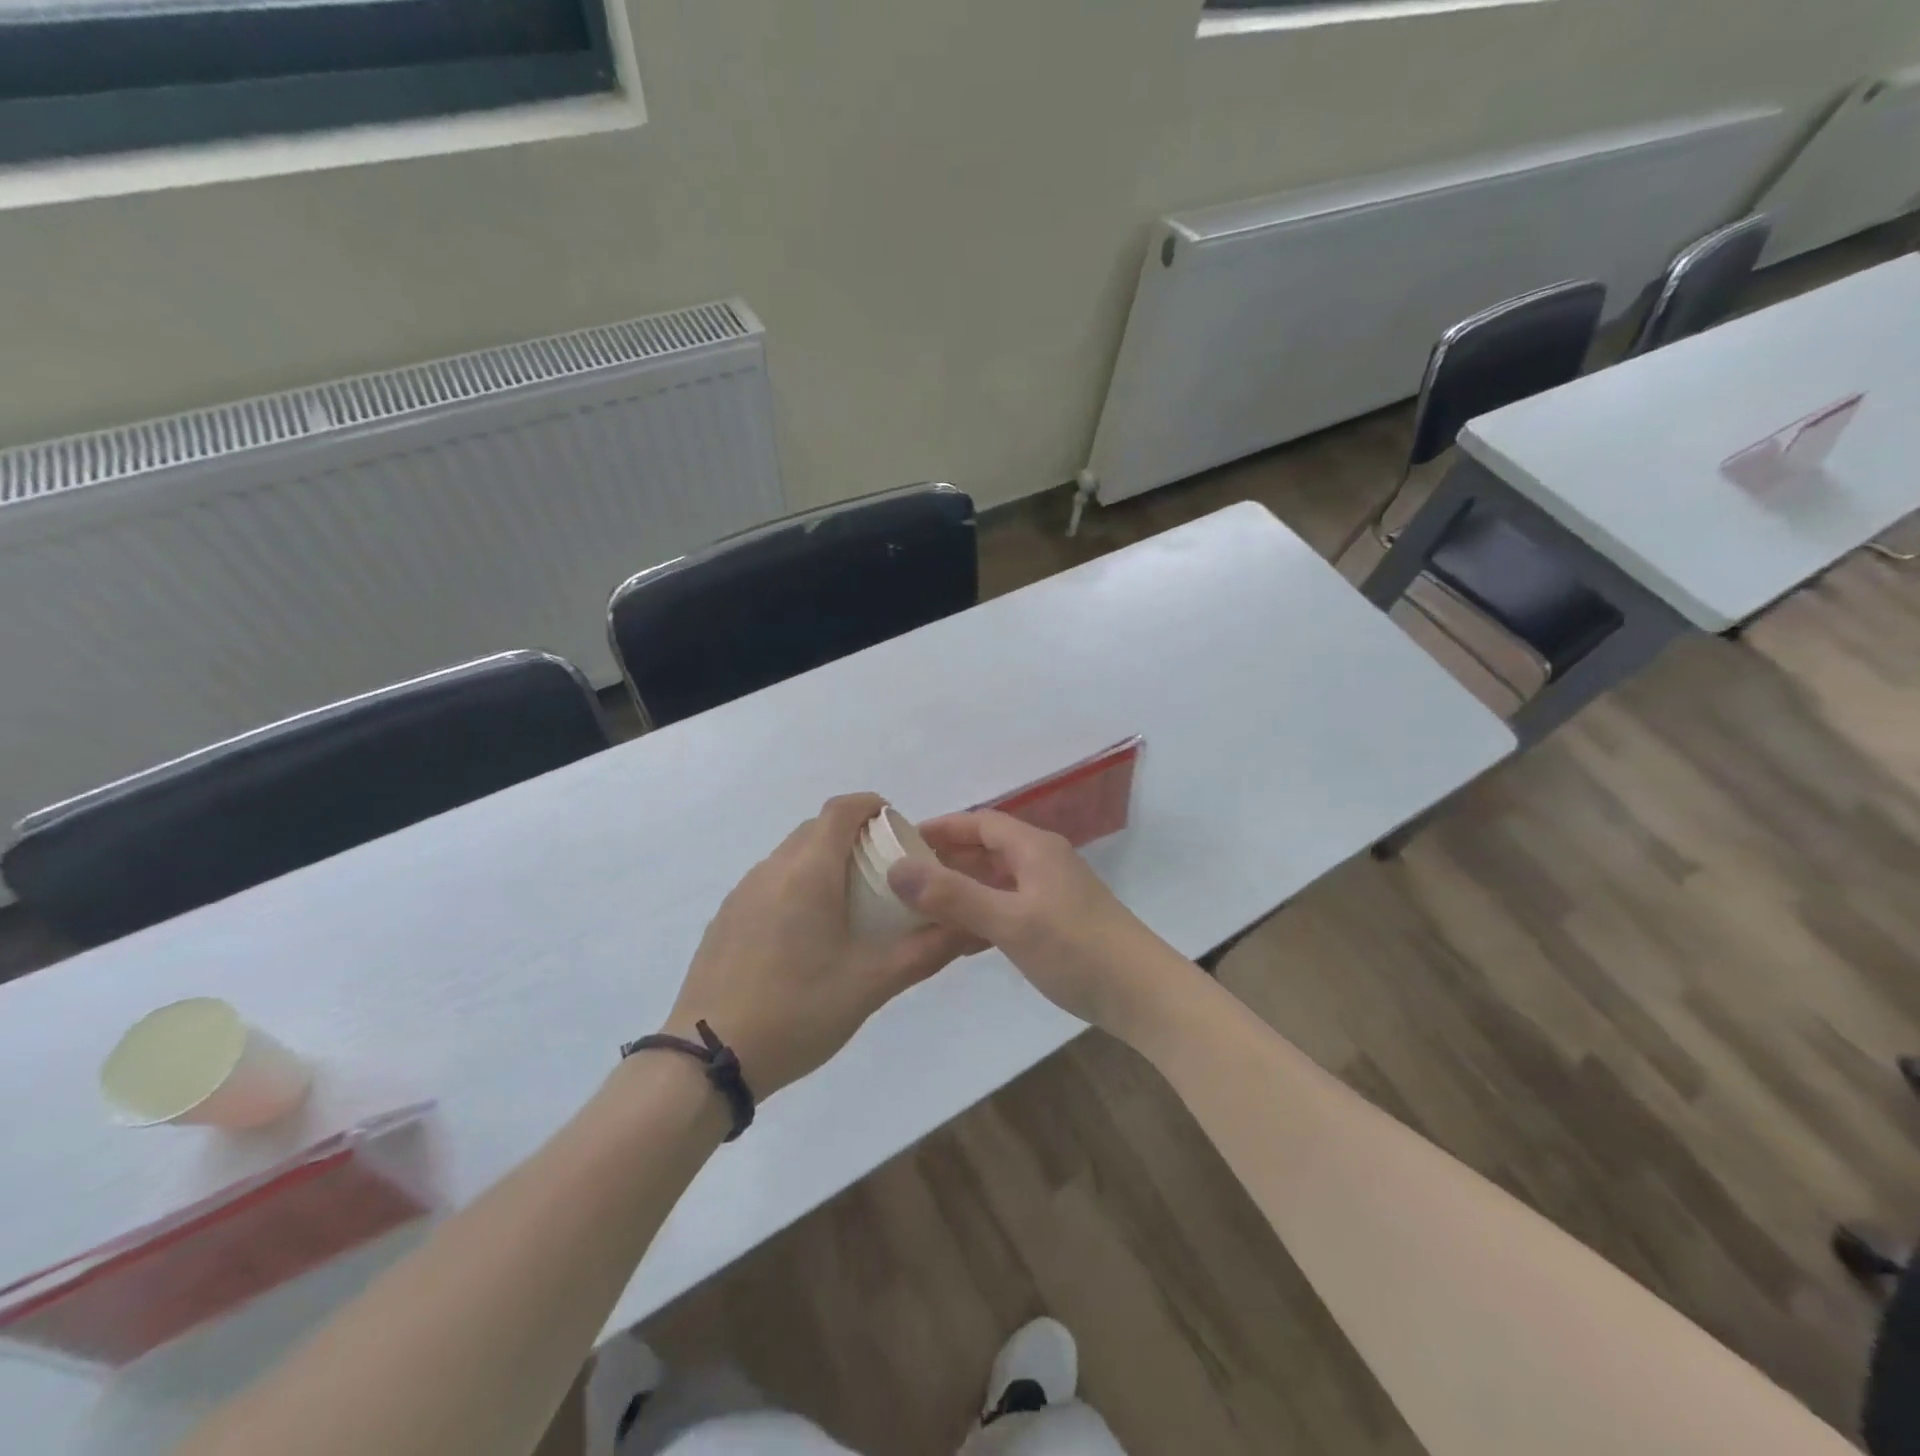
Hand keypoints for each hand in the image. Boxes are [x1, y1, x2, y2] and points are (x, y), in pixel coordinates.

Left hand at [664, 794, 979, 1098]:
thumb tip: (972, 927)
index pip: (841, 809)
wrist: (709, 1059)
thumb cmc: (798, 1011)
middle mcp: (772, 869)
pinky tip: (807, 935)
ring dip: (824, 862)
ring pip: (791, 856)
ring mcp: (743, 893)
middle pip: (817, 829)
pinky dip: (797, 886)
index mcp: (809, 872)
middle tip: (884, 872)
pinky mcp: (726, 918)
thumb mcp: (873, 983)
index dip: (872, 806)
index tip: (898, 828)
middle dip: (853, 836)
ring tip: (850, 904)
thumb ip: (927, 950)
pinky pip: (770, 882)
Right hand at [887, 810, 1199, 1042]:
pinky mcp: (1057, 921)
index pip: (979, 822)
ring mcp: (1052, 892)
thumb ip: (953, 895)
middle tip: (902, 878)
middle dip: (946, 859)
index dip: (940, 828)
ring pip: (996, 880)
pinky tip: (959, 940)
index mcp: (1034, 848)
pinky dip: (981, 915)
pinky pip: (1008, 906)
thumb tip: (896, 868)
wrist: (1144, 995)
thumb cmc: (1076, 949)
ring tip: (921, 908)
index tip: (900, 841)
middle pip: (986, 849)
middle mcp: (1043, 861)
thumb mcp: (1010, 921)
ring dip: (961, 890)